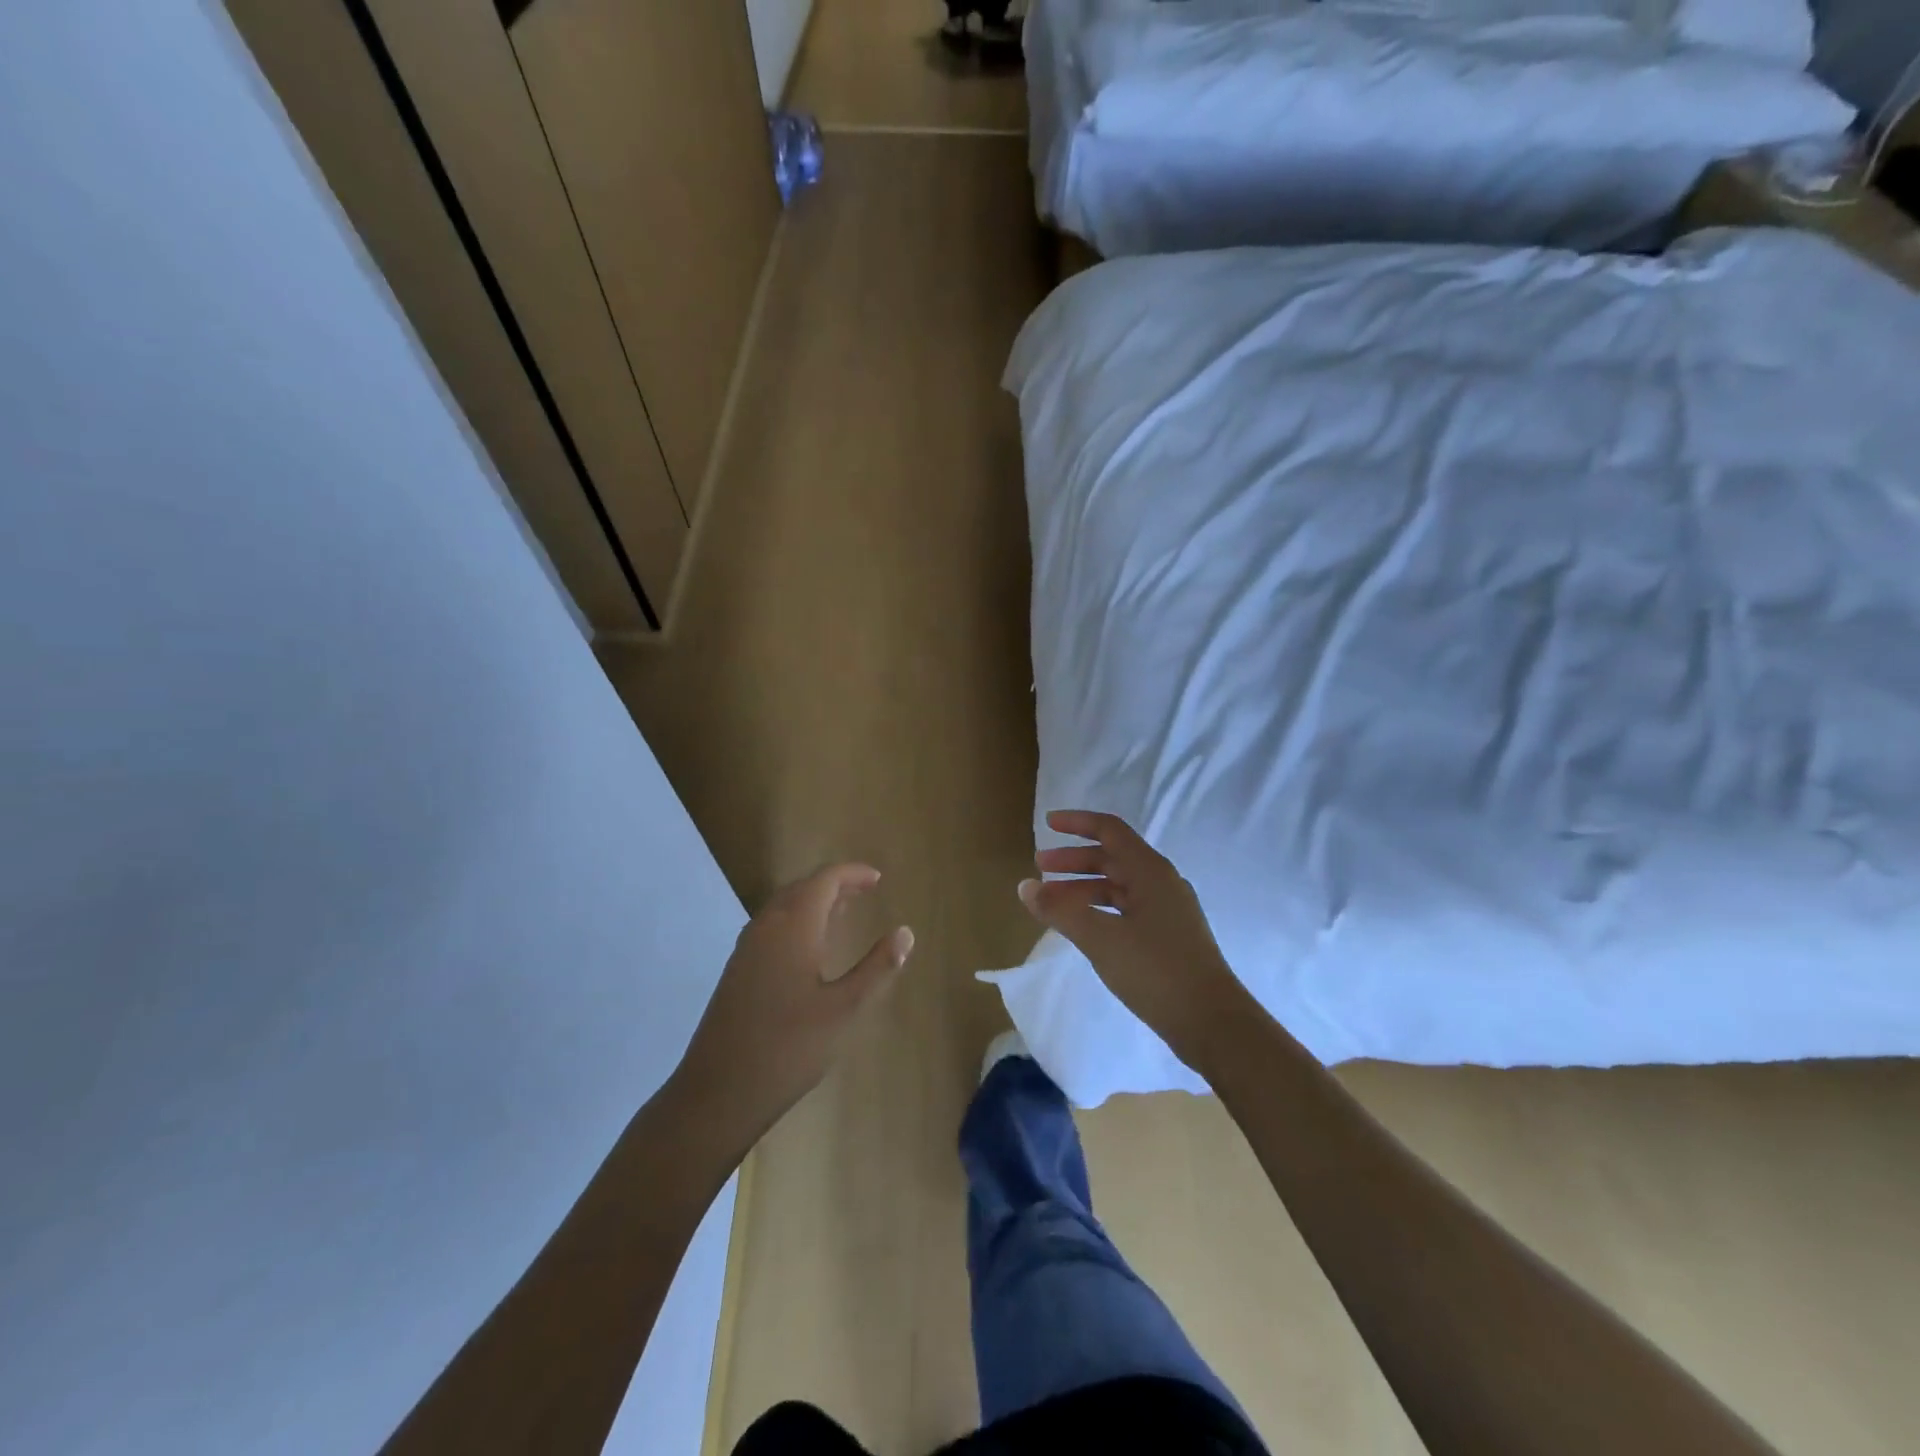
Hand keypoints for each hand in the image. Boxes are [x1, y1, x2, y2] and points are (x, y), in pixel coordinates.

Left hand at [673, 865, 912, 1145]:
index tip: (877, 878)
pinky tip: (809, 948)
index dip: (851, 874)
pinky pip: (771, 927)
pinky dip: (797, 921)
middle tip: (865, 891)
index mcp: (793, 927)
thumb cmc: (789, 1048)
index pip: (824, 881)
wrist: (718, 1092)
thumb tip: (905, 932)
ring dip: (814, 902)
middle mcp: (766, 927)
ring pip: (783, 907)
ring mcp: (746, 949)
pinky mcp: (737, 971)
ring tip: (843, 912)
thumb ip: (877, 968)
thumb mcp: (845, 1009)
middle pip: (801, 888)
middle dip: (834, 885)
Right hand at [1019, 811, 1249, 1069]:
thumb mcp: (1100, 938)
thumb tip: (1025, 886)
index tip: (1047, 824)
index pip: (1110, 830)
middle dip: (1074, 859)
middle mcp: (1161, 882)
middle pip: (1112, 857)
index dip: (1077, 823)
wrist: (1212, 1022)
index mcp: (1150, 871)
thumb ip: (1060, 910)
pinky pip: (1127, 908)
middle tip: (1040, 866)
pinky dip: (1099, 908)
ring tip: (1052, 900)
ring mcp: (1168, 910)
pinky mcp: (1169, 936)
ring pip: (1119, 885)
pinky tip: (1083, 926)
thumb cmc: (1155, 970)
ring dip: (1084, 886)